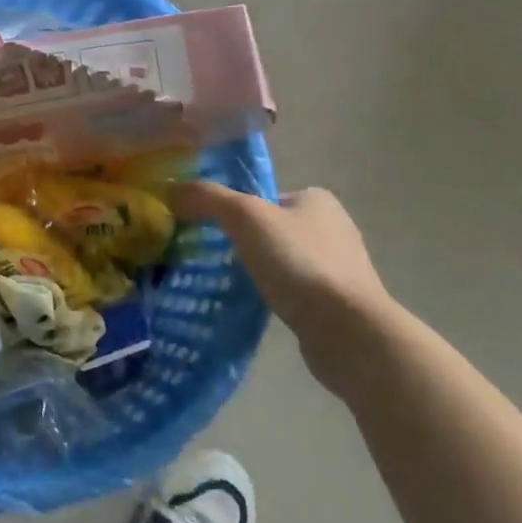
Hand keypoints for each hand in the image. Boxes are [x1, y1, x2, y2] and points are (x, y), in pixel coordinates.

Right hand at [172, 182, 395, 386]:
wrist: (349, 333)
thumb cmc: (299, 262)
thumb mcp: (244, 217)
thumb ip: (208, 197)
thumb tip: (172, 189)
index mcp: (317, 200)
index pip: (264, 195)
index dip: (234, 207)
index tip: (209, 227)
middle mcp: (333, 229)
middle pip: (271, 228)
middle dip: (243, 240)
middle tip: (209, 254)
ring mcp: (339, 270)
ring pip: (282, 261)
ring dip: (258, 270)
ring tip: (225, 281)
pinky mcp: (338, 306)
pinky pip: (293, 292)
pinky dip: (274, 296)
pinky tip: (253, 306)